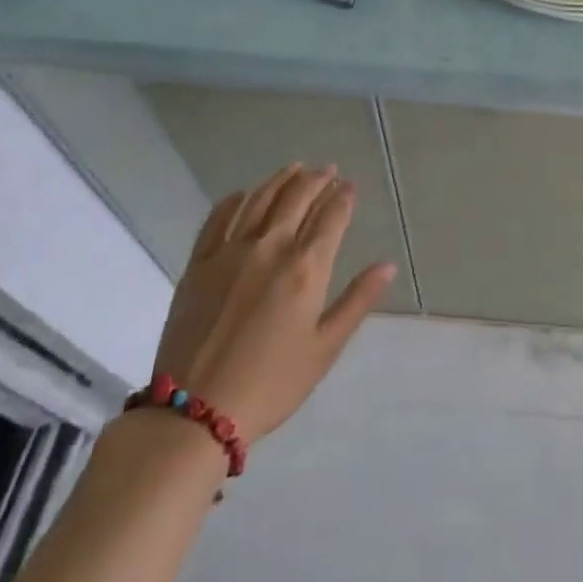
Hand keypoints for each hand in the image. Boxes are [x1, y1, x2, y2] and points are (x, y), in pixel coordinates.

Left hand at [152, 162, 394, 443]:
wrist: (195, 413)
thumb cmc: (271, 384)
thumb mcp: (325, 348)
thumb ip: (357, 301)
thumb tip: (387, 265)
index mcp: (307, 268)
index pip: (332, 216)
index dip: (343, 196)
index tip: (350, 186)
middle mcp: (271, 247)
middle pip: (298, 197)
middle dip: (317, 179)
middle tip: (328, 170)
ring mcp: (231, 252)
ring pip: (261, 199)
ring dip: (281, 179)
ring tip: (295, 168)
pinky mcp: (199, 264)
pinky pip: (218, 218)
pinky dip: (235, 200)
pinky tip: (244, 194)